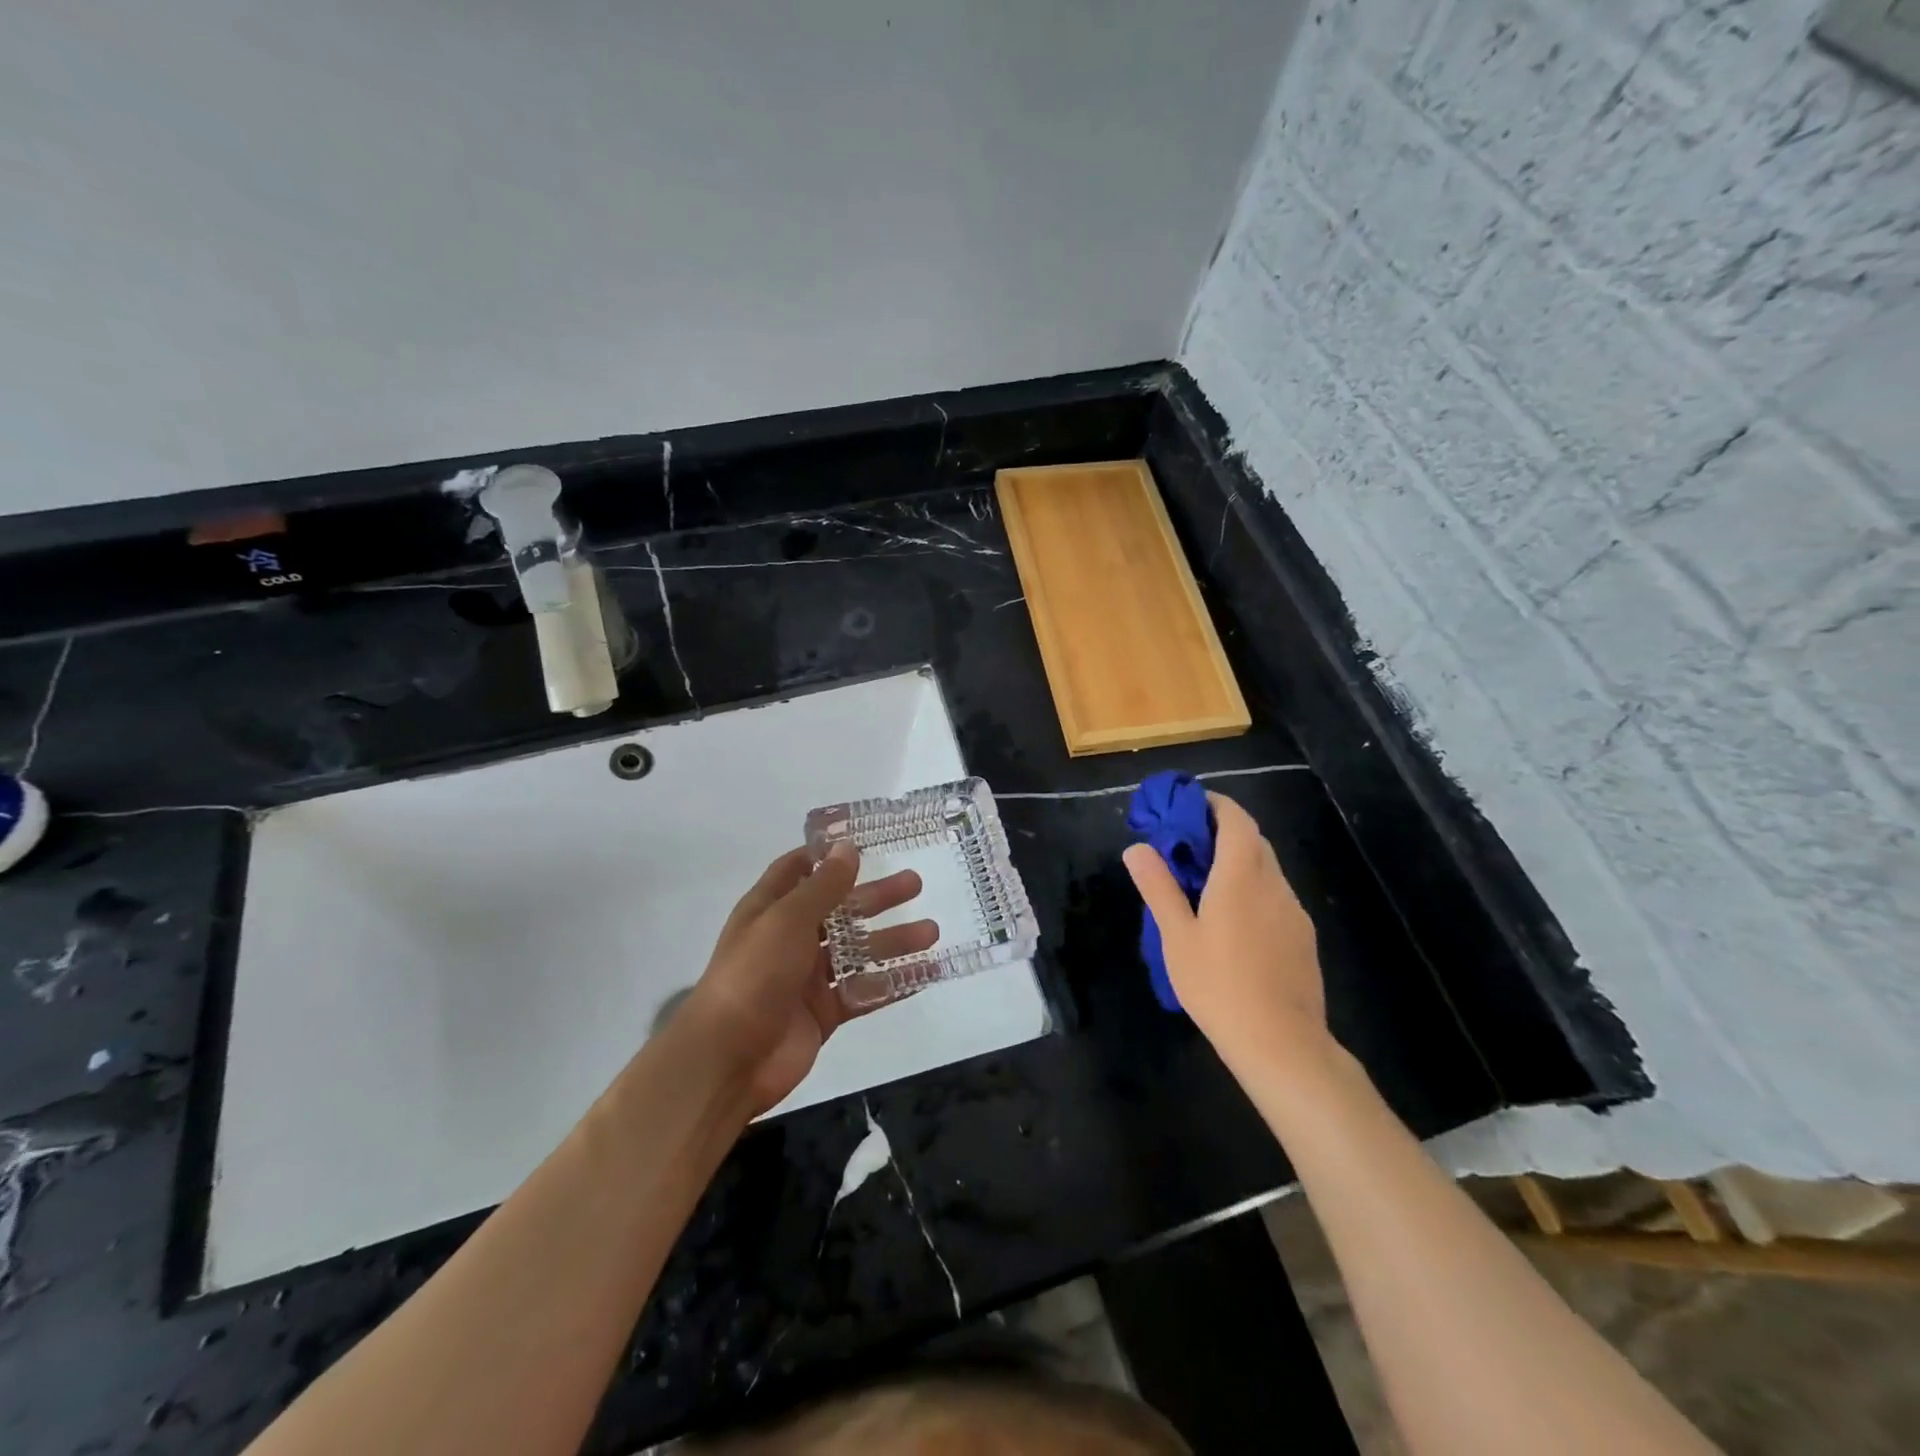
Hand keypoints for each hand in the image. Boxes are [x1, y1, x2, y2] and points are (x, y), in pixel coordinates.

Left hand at [680, 843, 936, 1115]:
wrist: (729, 1059)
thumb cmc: (754, 975)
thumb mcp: (787, 920)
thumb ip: (823, 886)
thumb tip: (848, 847)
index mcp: (771, 909)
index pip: (798, 870)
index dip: (827, 856)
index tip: (864, 842)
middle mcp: (790, 938)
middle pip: (840, 910)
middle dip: (876, 897)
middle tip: (915, 883)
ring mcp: (808, 978)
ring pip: (857, 951)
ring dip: (893, 940)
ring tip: (931, 932)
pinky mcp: (824, 1012)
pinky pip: (865, 990)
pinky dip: (894, 981)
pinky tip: (927, 973)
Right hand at [1122, 791, 1330, 1081]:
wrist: (1281, 1044)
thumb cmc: (1218, 985)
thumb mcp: (1176, 936)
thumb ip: (1158, 887)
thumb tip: (1137, 848)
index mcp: (1241, 876)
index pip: (1236, 819)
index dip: (1214, 804)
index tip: (1189, 806)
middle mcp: (1274, 884)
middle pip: (1253, 840)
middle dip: (1222, 832)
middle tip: (1187, 847)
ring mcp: (1294, 911)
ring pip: (1267, 869)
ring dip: (1239, 862)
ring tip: (1205, 886)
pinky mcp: (1303, 937)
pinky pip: (1276, 896)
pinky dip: (1253, 889)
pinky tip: (1233, 923)